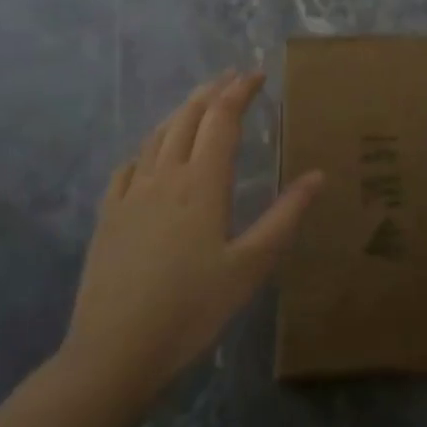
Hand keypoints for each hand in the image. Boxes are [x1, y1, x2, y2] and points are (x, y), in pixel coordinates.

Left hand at [58, 70, 323, 404]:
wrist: (114, 352)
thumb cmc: (193, 309)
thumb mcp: (251, 266)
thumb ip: (285, 216)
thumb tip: (318, 175)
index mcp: (202, 184)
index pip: (222, 120)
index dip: (239, 92)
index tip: (257, 74)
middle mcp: (164, 177)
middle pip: (187, 118)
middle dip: (211, 92)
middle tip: (231, 77)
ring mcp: (130, 195)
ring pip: (157, 137)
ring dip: (180, 112)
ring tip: (198, 103)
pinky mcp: (108, 217)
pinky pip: (129, 165)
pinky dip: (148, 146)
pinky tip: (151, 154)